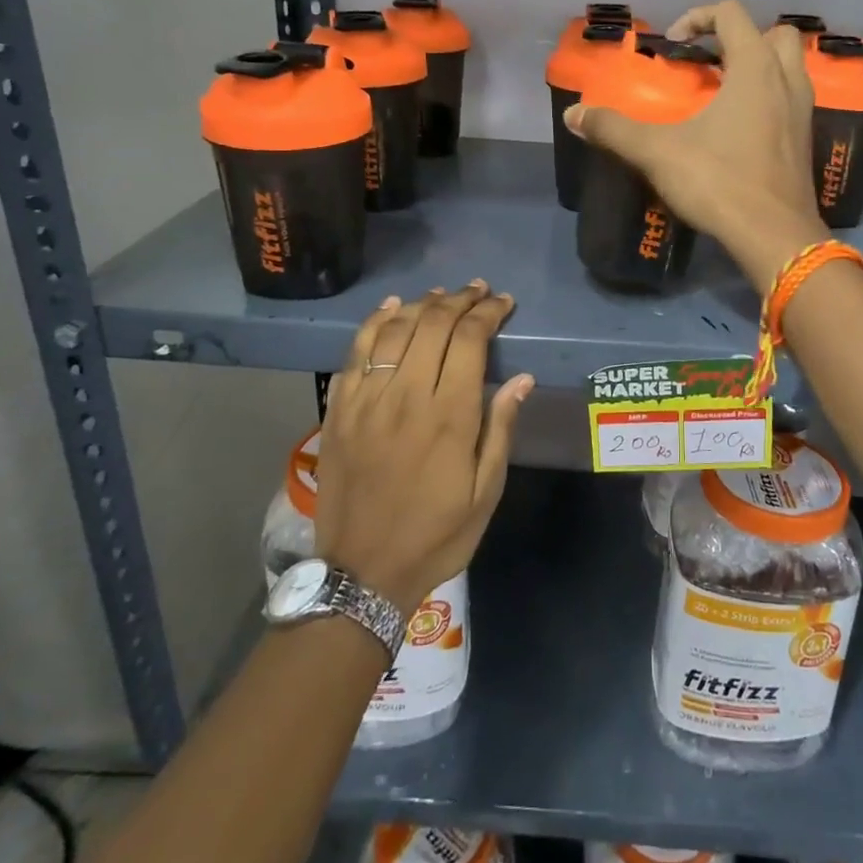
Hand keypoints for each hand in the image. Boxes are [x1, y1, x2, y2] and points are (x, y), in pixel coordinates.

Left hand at [313, 283, 534, 616]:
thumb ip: (501, 429)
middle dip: (459, 300)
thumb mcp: (485, 492)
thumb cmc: (436, 535)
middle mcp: (406, 395)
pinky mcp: (339, 410)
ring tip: (441, 295)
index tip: (503, 302)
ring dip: (421, 304)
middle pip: (432, 324)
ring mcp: (367, 400)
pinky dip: (374, 323)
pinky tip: (390, 309)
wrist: (362, 572)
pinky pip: (356, 352)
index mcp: (449, 415)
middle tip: (478, 290)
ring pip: (394, 330)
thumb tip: (523, 379)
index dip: (488, 313)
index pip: (470, 340)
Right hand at [565, 0, 830, 286]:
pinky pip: (791, 100)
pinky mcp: (805, 140)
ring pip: (790, 67)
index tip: (674, 44)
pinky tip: (740, 127)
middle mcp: (787, 81)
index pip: (732, 14)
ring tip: (724, 90)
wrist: (774, 235)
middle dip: (741, 37)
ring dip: (760, 67)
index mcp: (755, 69)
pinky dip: (769, 98)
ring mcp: (802, 111)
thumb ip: (614, 130)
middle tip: (710, 62)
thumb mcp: (658, 153)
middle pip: (774, 34)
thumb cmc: (719, 182)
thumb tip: (573, 115)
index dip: (698, 17)